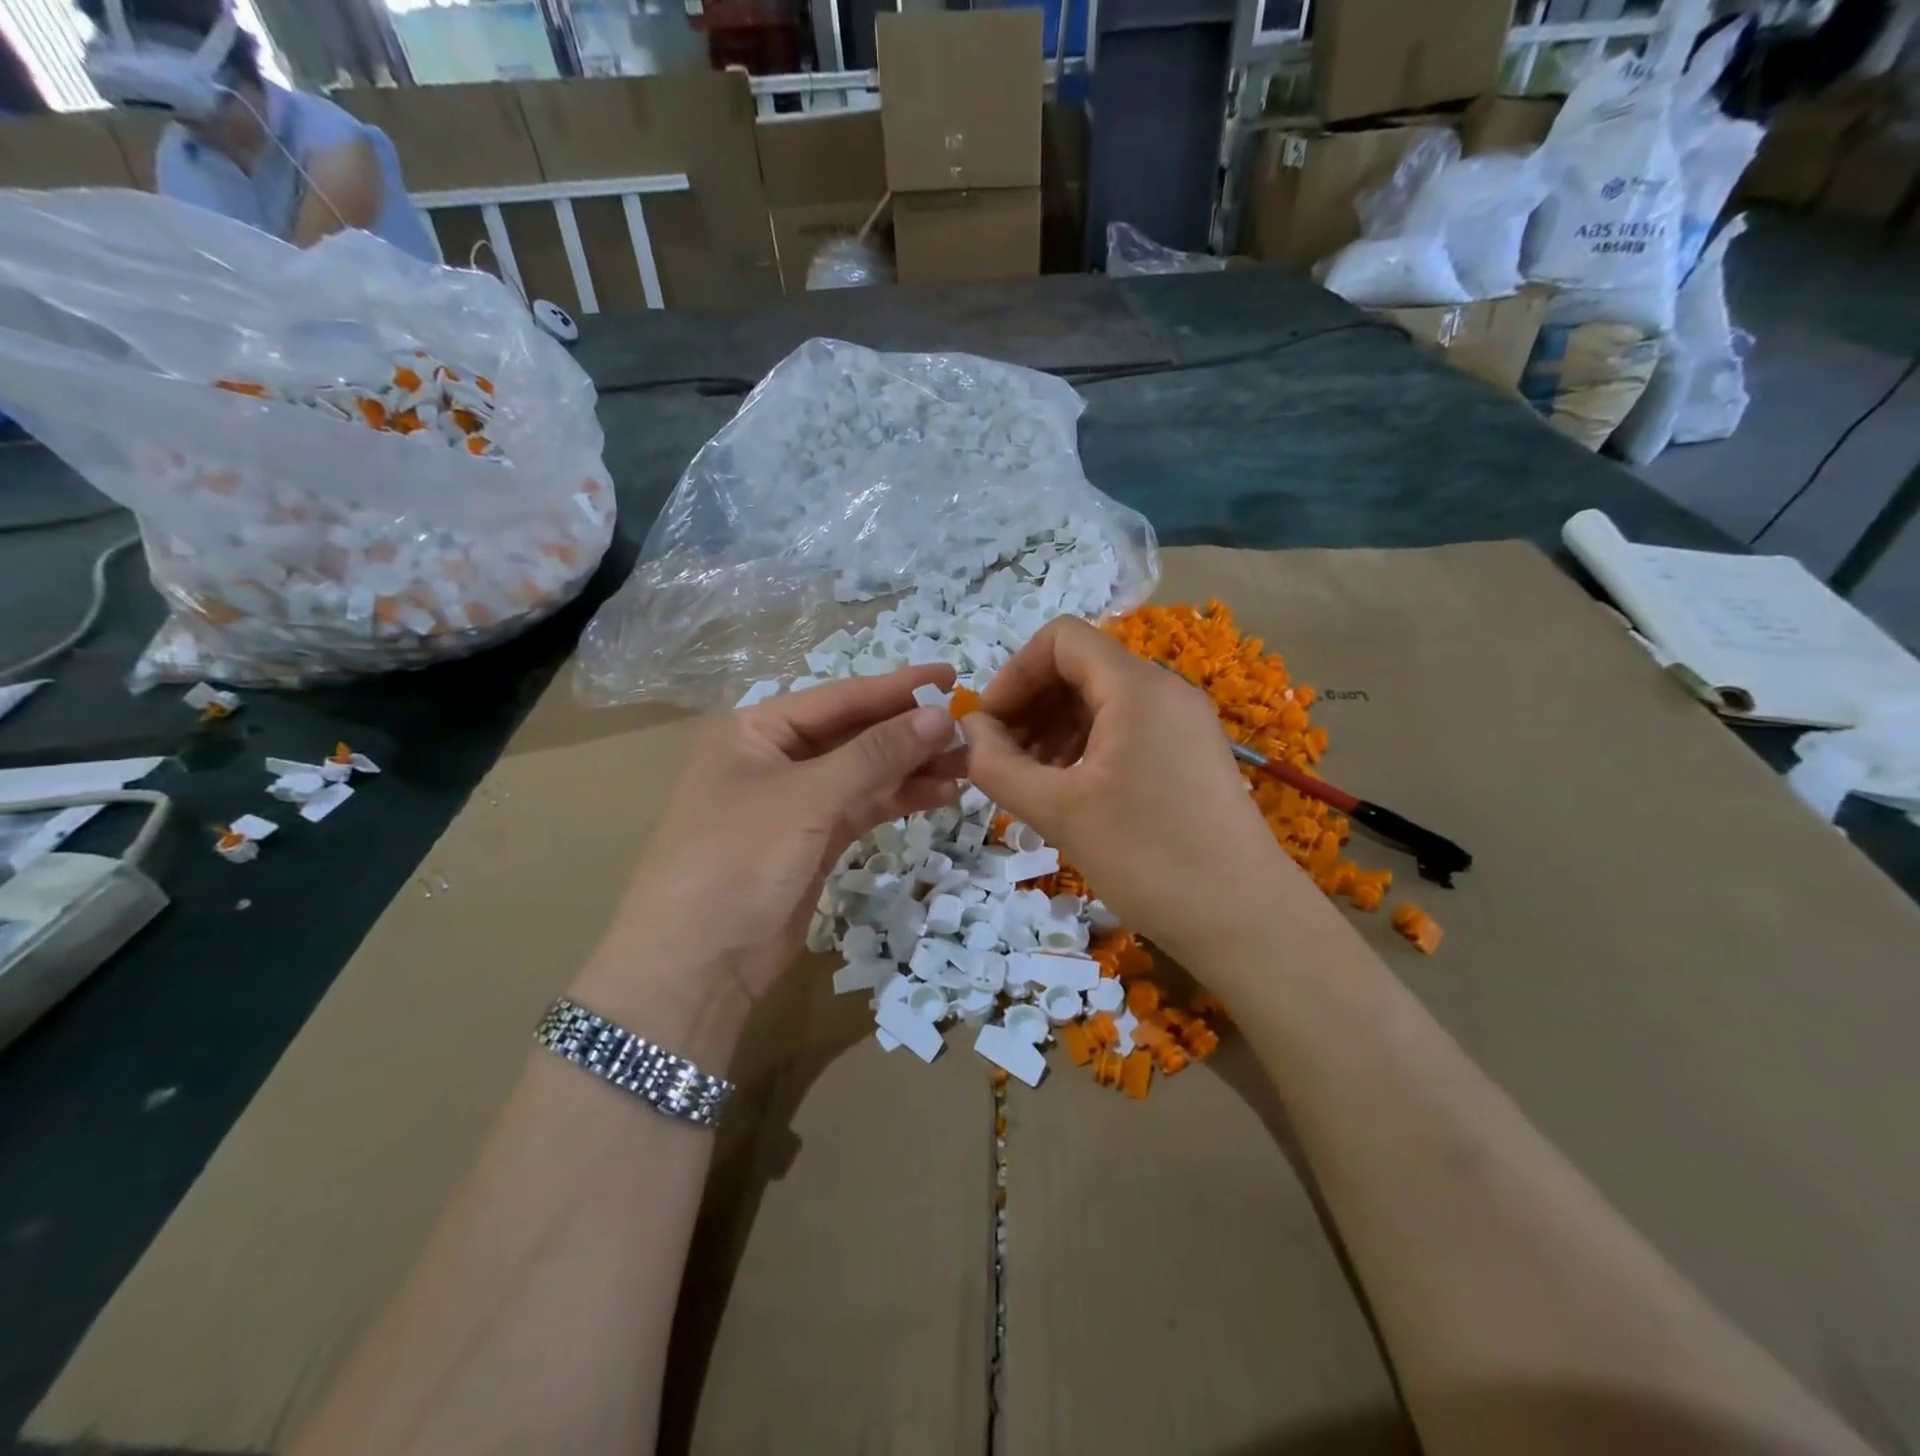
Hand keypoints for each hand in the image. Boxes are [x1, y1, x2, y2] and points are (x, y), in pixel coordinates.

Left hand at [579, 665, 966, 1043]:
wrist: (696, 965)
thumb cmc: (739, 858)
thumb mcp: (807, 797)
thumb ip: (875, 754)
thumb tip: (939, 715)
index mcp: (756, 729)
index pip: (839, 697)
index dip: (898, 687)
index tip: (952, 675)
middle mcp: (776, 758)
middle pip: (855, 734)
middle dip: (910, 732)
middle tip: (969, 728)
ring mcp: (796, 802)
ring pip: (865, 773)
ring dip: (912, 768)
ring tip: (968, 763)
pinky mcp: (814, 841)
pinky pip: (864, 808)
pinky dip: (899, 800)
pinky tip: (941, 793)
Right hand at [961, 618, 1295, 957]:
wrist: (1245, 920)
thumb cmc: (1147, 857)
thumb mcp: (1058, 811)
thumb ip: (998, 765)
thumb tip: (970, 731)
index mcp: (1136, 687)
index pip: (1060, 640)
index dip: (1013, 674)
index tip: (989, 727)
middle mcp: (1164, 691)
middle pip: (1080, 668)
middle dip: (1030, 705)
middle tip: (1002, 759)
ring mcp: (1183, 723)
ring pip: (1101, 701)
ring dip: (1054, 729)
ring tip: (1030, 781)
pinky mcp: (1190, 755)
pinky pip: (1126, 729)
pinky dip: (1086, 747)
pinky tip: (1069, 791)